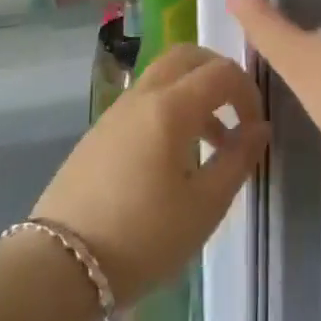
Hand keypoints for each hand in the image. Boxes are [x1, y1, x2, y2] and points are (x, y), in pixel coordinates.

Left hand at [31, 45, 268, 304]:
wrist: (61, 264)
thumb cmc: (144, 237)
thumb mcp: (205, 206)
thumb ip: (238, 159)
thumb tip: (259, 128)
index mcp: (171, 107)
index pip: (221, 72)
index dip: (249, 92)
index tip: (257, 128)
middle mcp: (142, 95)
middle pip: (187, 56)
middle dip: (219, 74)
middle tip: (238, 110)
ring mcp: (116, 111)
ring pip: (163, 76)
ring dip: (194, 92)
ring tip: (213, 141)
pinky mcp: (100, 130)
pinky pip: (144, 99)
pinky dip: (170, 107)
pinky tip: (175, 155)